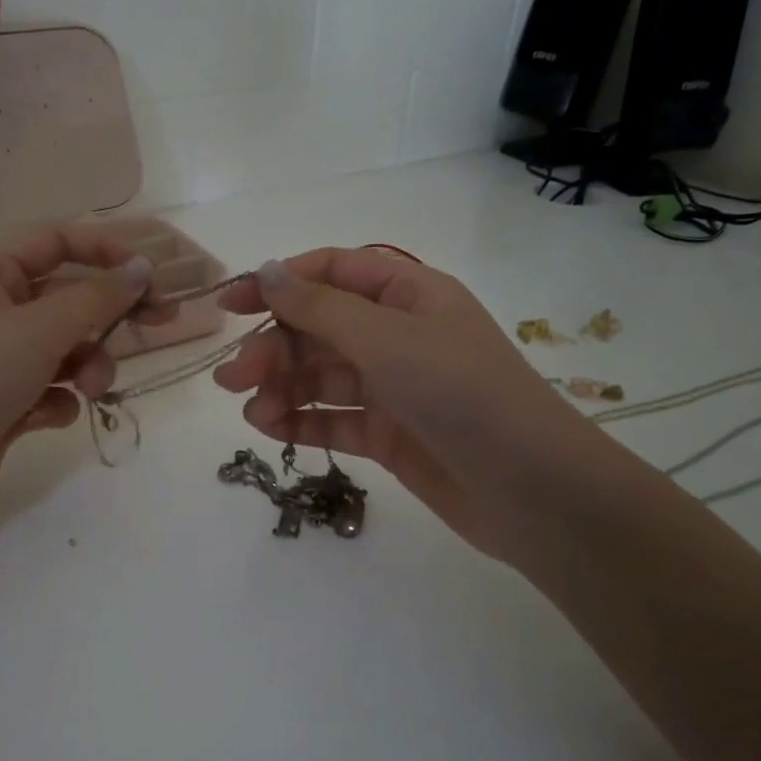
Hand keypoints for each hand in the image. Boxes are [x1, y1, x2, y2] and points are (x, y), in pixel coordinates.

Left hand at [0, 226, 153, 526]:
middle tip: (163, 322)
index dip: (106, 251)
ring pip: (68, 349)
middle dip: (110, 317)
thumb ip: (98, 297)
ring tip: (88, 390)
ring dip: (87, 367)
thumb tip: (141, 268)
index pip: (59, 242)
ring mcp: (1, 358)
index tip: (149, 275)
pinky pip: (52, 390)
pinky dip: (58, 401)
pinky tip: (45, 417)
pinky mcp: (6, 402)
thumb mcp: (41, 328)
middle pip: (71, 298)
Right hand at [213, 249, 595, 561]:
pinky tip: (271, 430)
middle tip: (233, 377)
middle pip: (319, 328)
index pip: (331, 273)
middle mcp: (398, 335)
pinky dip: (302, 421)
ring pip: (322, 377)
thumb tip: (268, 270)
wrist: (530, 489)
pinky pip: (334, 419)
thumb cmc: (461, 394)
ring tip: (253, 414)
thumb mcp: (388, 340)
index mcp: (408, 294)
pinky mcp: (388, 434)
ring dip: (282, 388)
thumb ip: (321, 308)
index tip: (230, 305)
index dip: (279, 283)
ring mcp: (393, 387)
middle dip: (274, 348)